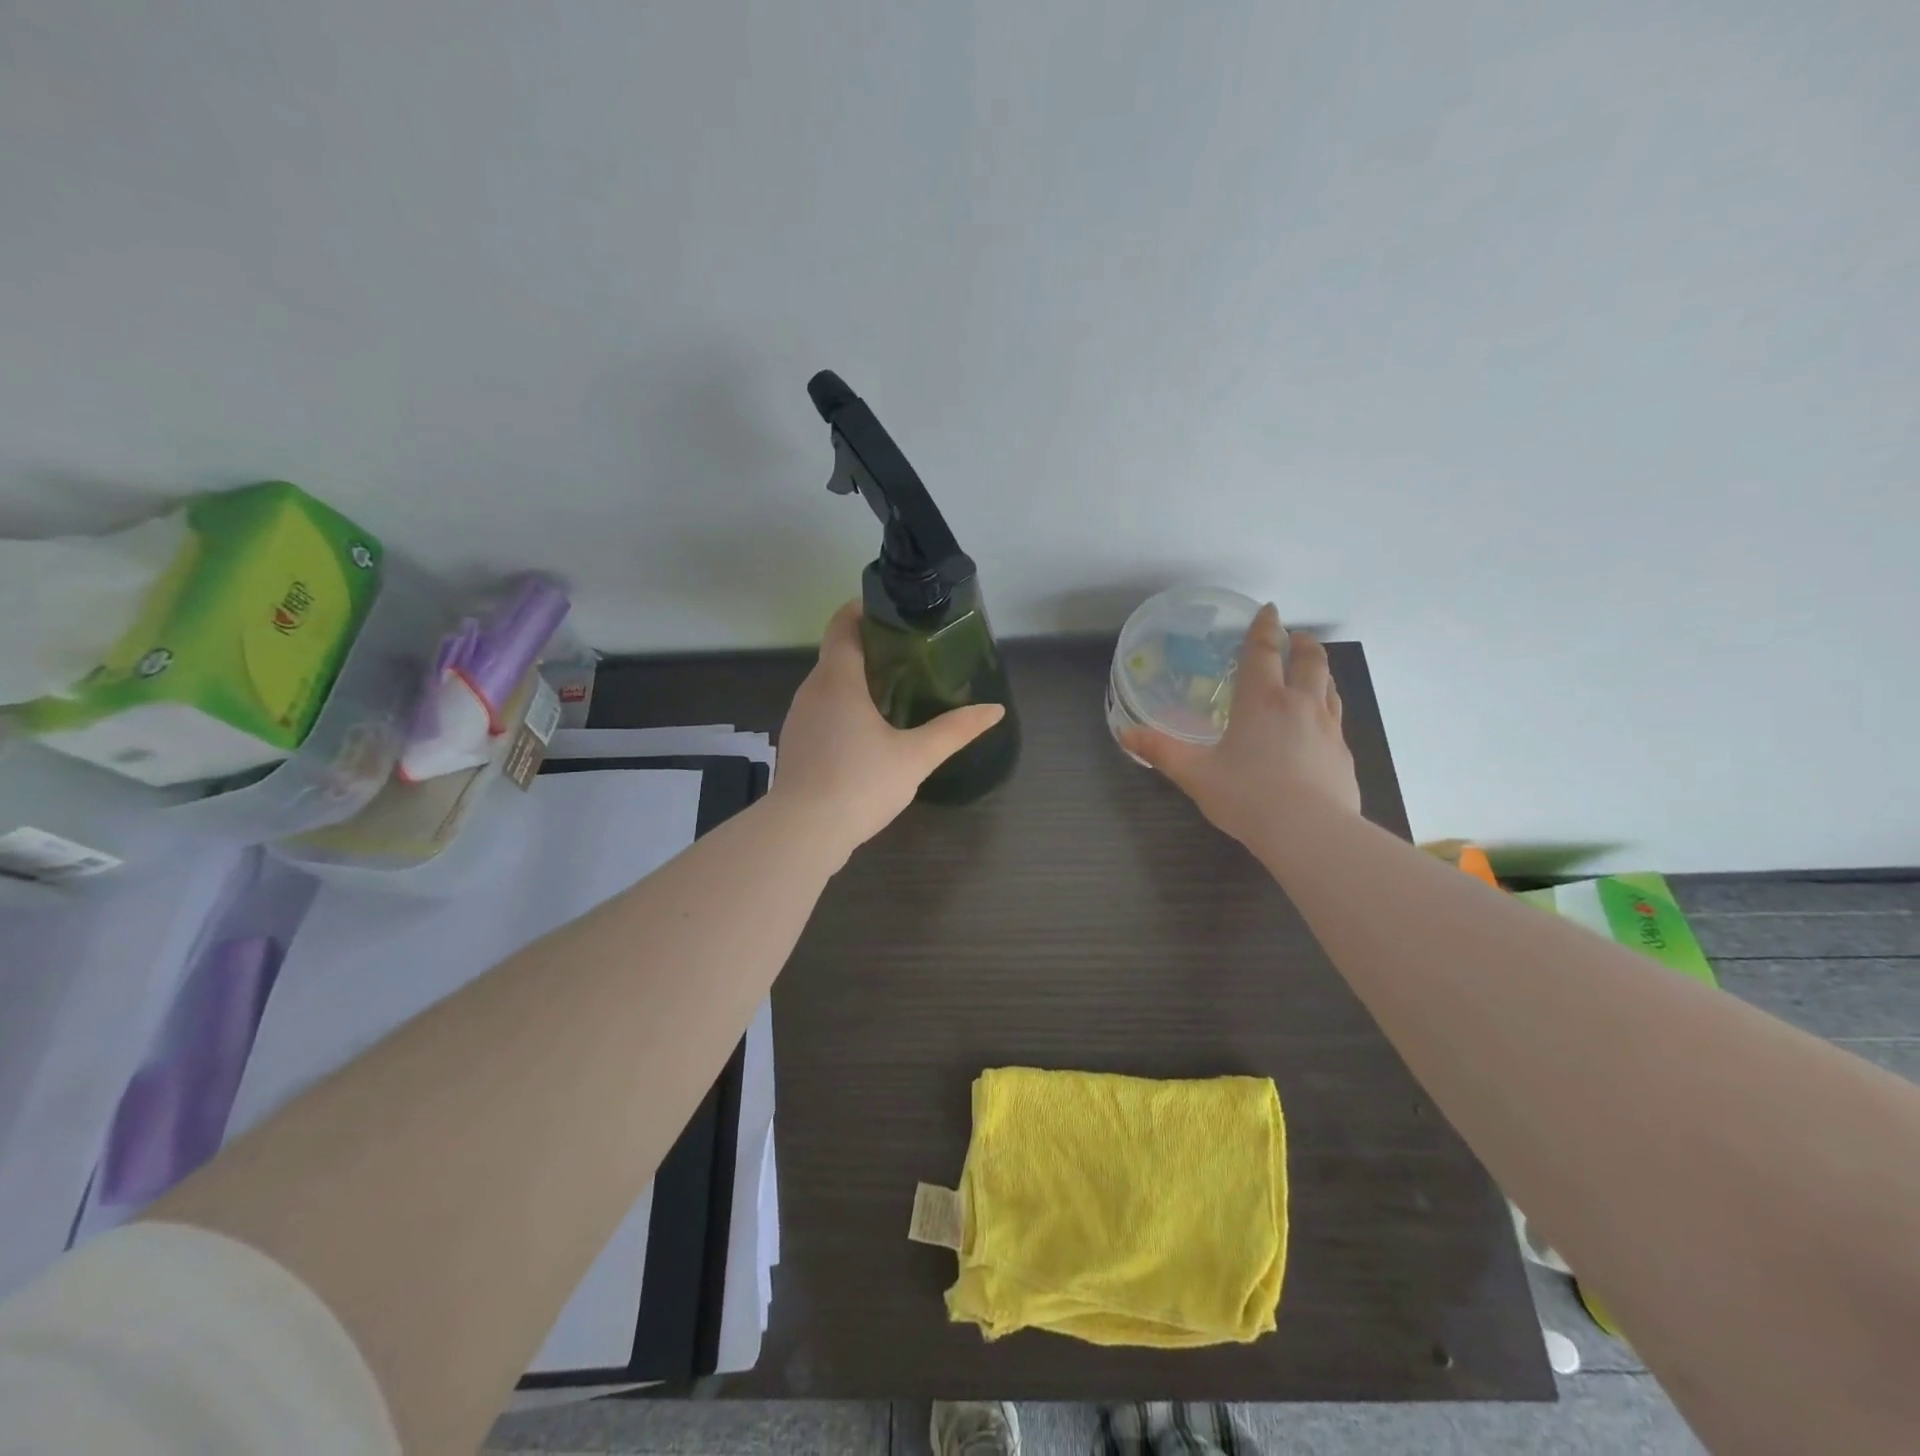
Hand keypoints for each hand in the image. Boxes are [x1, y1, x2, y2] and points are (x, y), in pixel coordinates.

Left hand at [770, 602, 1005, 861]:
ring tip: (897, 690)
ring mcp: (799, 718)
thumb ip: (955, 730)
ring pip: (829, 685)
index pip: (843, 625)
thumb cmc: (860, 783)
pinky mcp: (797, 744)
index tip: (893, 612)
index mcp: (838, 679)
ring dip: (858, 680)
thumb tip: (994, 710)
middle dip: (871, 648)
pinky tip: (870, 731)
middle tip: (912, 655)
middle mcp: (812, 690)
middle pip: (838, 653)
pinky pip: (823, 710)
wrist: (803, 832)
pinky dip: (845, 707)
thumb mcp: (915, 756)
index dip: (864, 610)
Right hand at [1121, 604, 1360, 845]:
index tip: (1268, 611)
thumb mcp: (1195, 774)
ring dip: (1319, 671)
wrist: (1310, 832)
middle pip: (1309, 661)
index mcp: (1261, 701)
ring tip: (1310, 671)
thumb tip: (1125, 733)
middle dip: (1301, 643)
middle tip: (1295, 636)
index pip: (1263, 652)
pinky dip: (1327, 707)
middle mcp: (1299, 704)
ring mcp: (1328, 729)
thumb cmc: (1247, 796)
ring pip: (1329, 686)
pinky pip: (1336, 718)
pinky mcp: (1343, 755)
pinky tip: (1319, 724)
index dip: (1264, 627)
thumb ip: (1160, 751)